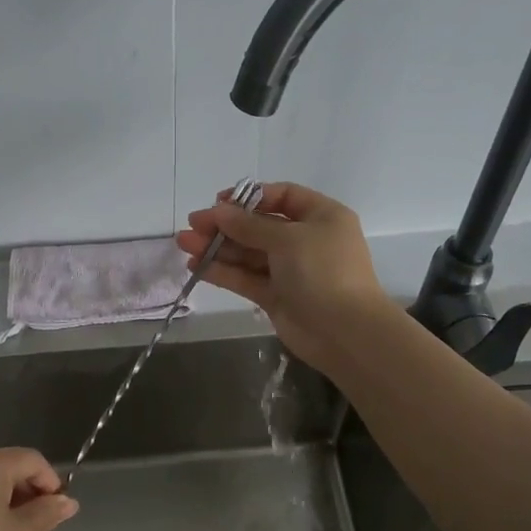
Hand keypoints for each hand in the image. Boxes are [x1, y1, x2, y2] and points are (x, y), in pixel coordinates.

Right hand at [175, 182, 396, 369]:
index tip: (218, 203)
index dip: (249, 197)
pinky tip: (196, 266)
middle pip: (259, 226)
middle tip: (192, 225)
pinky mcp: (276, 296)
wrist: (345, 333)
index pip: (282, 197)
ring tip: (184, 244)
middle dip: (225, 225)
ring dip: (217, 248)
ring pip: (248, 253)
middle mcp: (306, 240)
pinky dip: (223, 271)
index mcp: (321, 216)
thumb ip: (249, 225)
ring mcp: (290, 270)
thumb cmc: (323, 272)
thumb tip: (218, 211)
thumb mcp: (287, 238)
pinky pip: (246, 278)